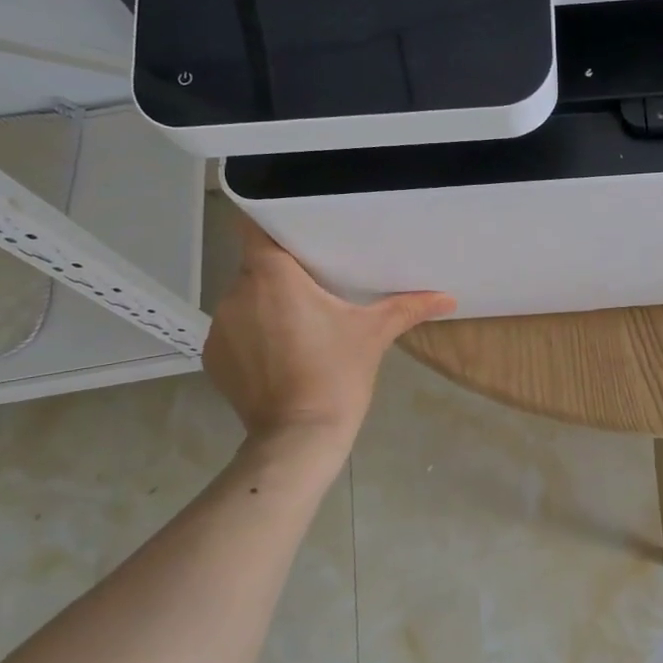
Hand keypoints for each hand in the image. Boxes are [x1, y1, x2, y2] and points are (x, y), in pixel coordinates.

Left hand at [204, 215, 455, 448]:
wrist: (299, 437)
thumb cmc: (337, 374)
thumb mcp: (375, 334)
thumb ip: (408, 308)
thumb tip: (449, 298)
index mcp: (272, 276)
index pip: (255, 228)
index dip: (272, 225)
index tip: (297, 234)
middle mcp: (236, 293)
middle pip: (256, 267)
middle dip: (282, 274)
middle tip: (316, 287)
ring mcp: (221, 327)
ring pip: (245, 300)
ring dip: (267, 306)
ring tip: (300, 325)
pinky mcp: (213, 357)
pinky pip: (235, 331)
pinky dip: (254, 336)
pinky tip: (280, 355)